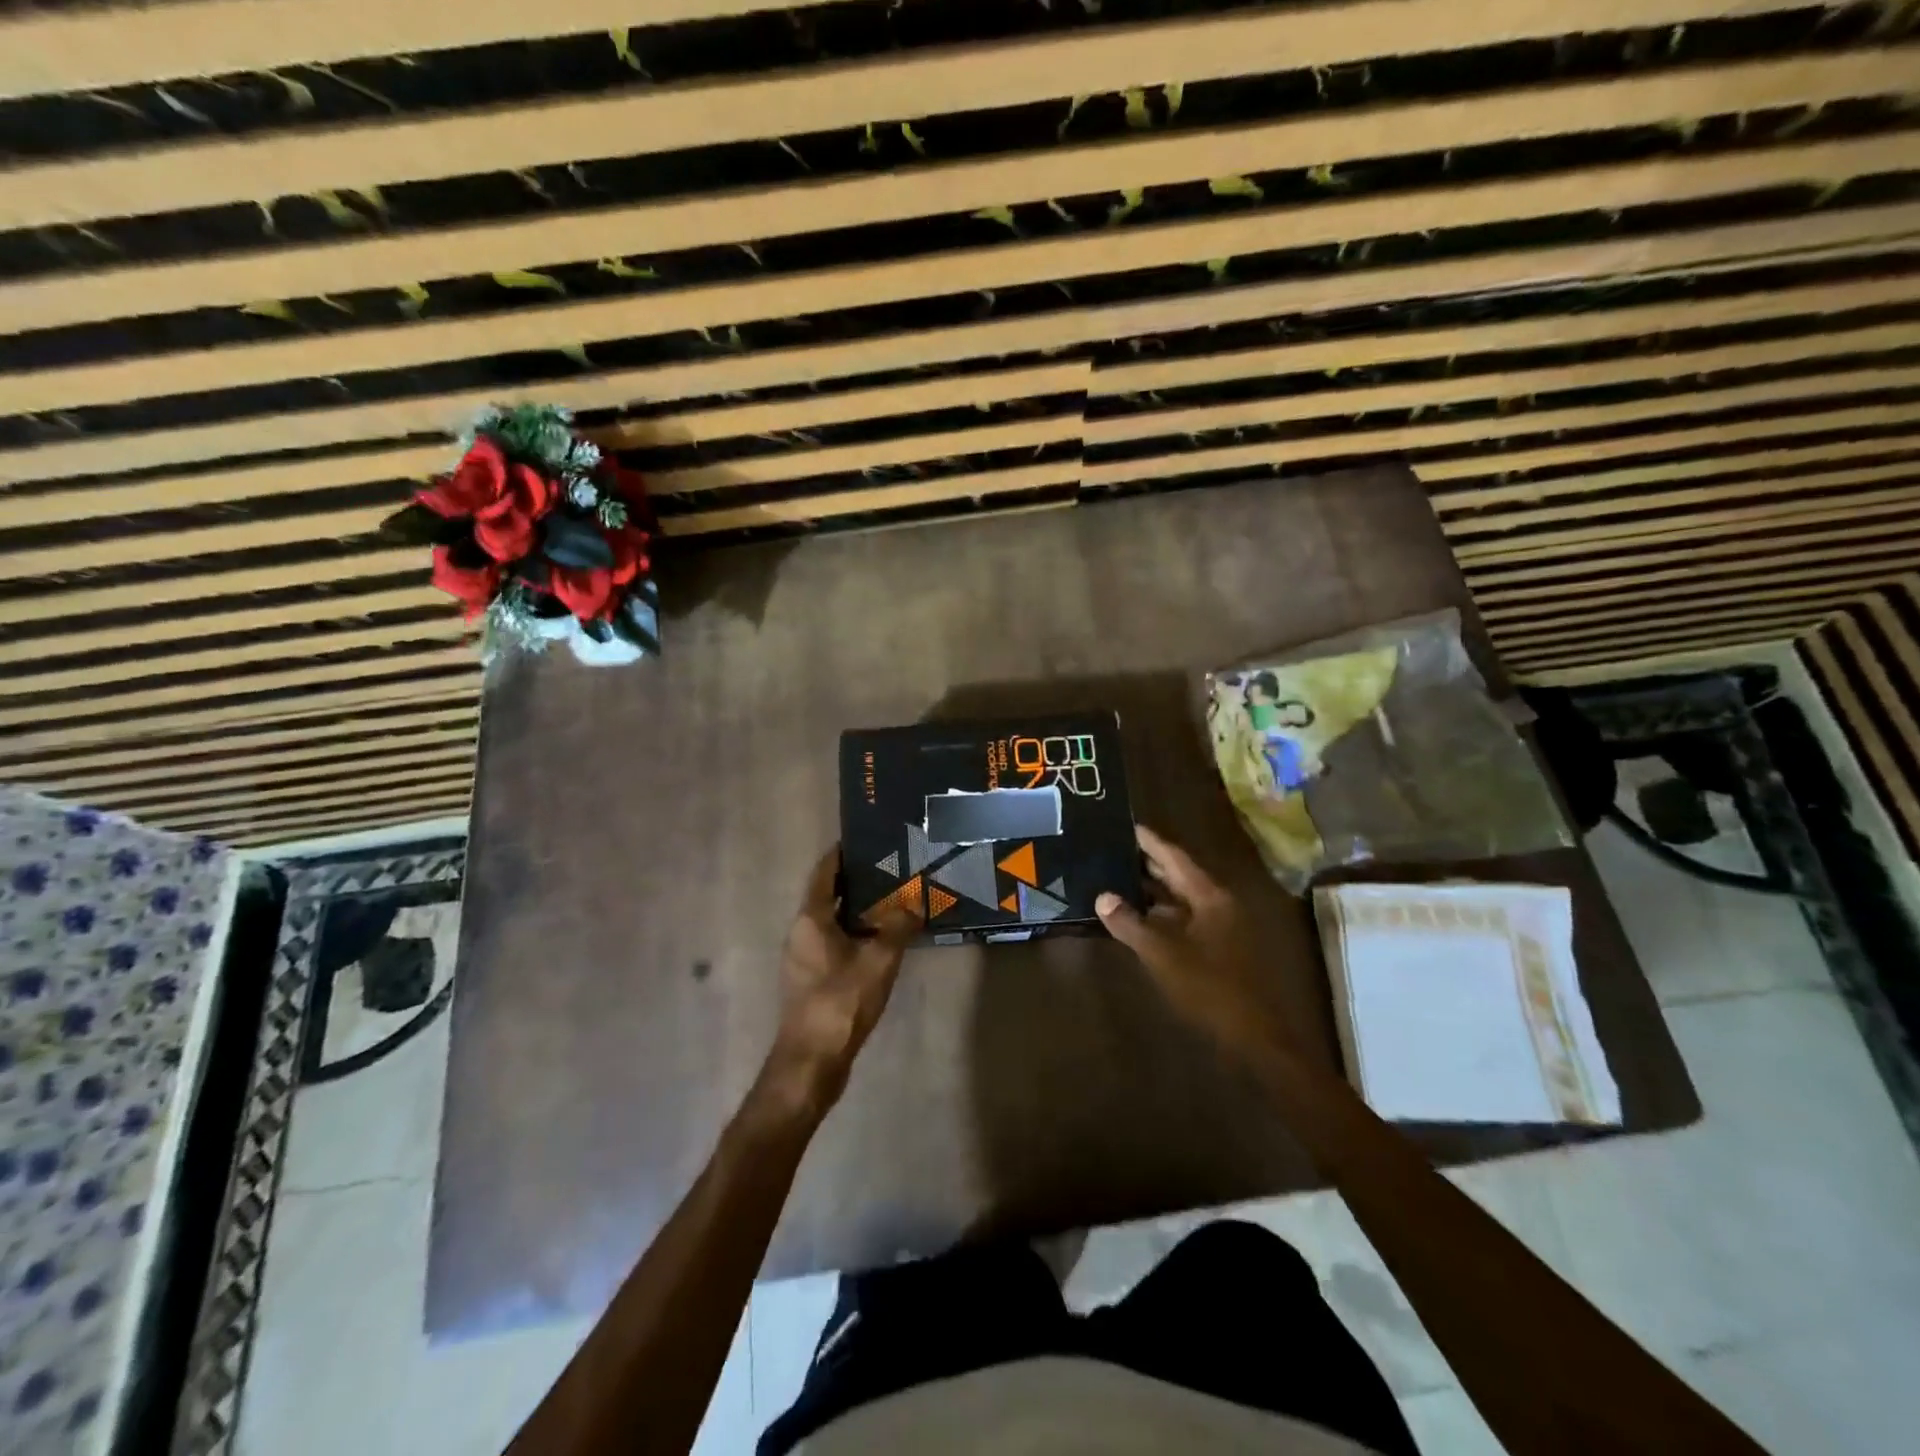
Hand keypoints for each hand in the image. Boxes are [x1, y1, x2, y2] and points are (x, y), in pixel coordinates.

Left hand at [761, 847, 918, 1120]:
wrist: (812, 1061)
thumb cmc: (842, 1001)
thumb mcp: (879, 960)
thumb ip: (898, 927)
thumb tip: (914, 906)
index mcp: (810, 918)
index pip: (825, 872)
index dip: (842, 853)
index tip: (865, 839)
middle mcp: (801, 932)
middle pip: (828, 895)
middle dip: (857, 881)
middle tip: (890, 868)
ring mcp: (803, 958)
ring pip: (832, 922)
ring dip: (858, 910)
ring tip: (892, 900)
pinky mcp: (810, 980)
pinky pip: (834, 943)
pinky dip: (855, 934)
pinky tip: (881, 940)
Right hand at [1096, 825, 1298, 1067]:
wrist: (1253, 1036)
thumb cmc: (1209, 987)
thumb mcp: (1162, 954)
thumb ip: (1130, 924)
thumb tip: (1102, 896)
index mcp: (1208, 896)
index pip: (1173, 856)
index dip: (1148, 840)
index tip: (1123, 824)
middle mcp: (1216, 903)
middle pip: (1177, 874)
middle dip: (1145, 862)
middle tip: (1111, 848)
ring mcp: (1219, 926)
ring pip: (1179, 898)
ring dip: (1150, 889)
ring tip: (1114, 878)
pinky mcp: (1216, 947)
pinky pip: (1182, 918)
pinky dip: (1159, 913)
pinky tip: (1135, 918)